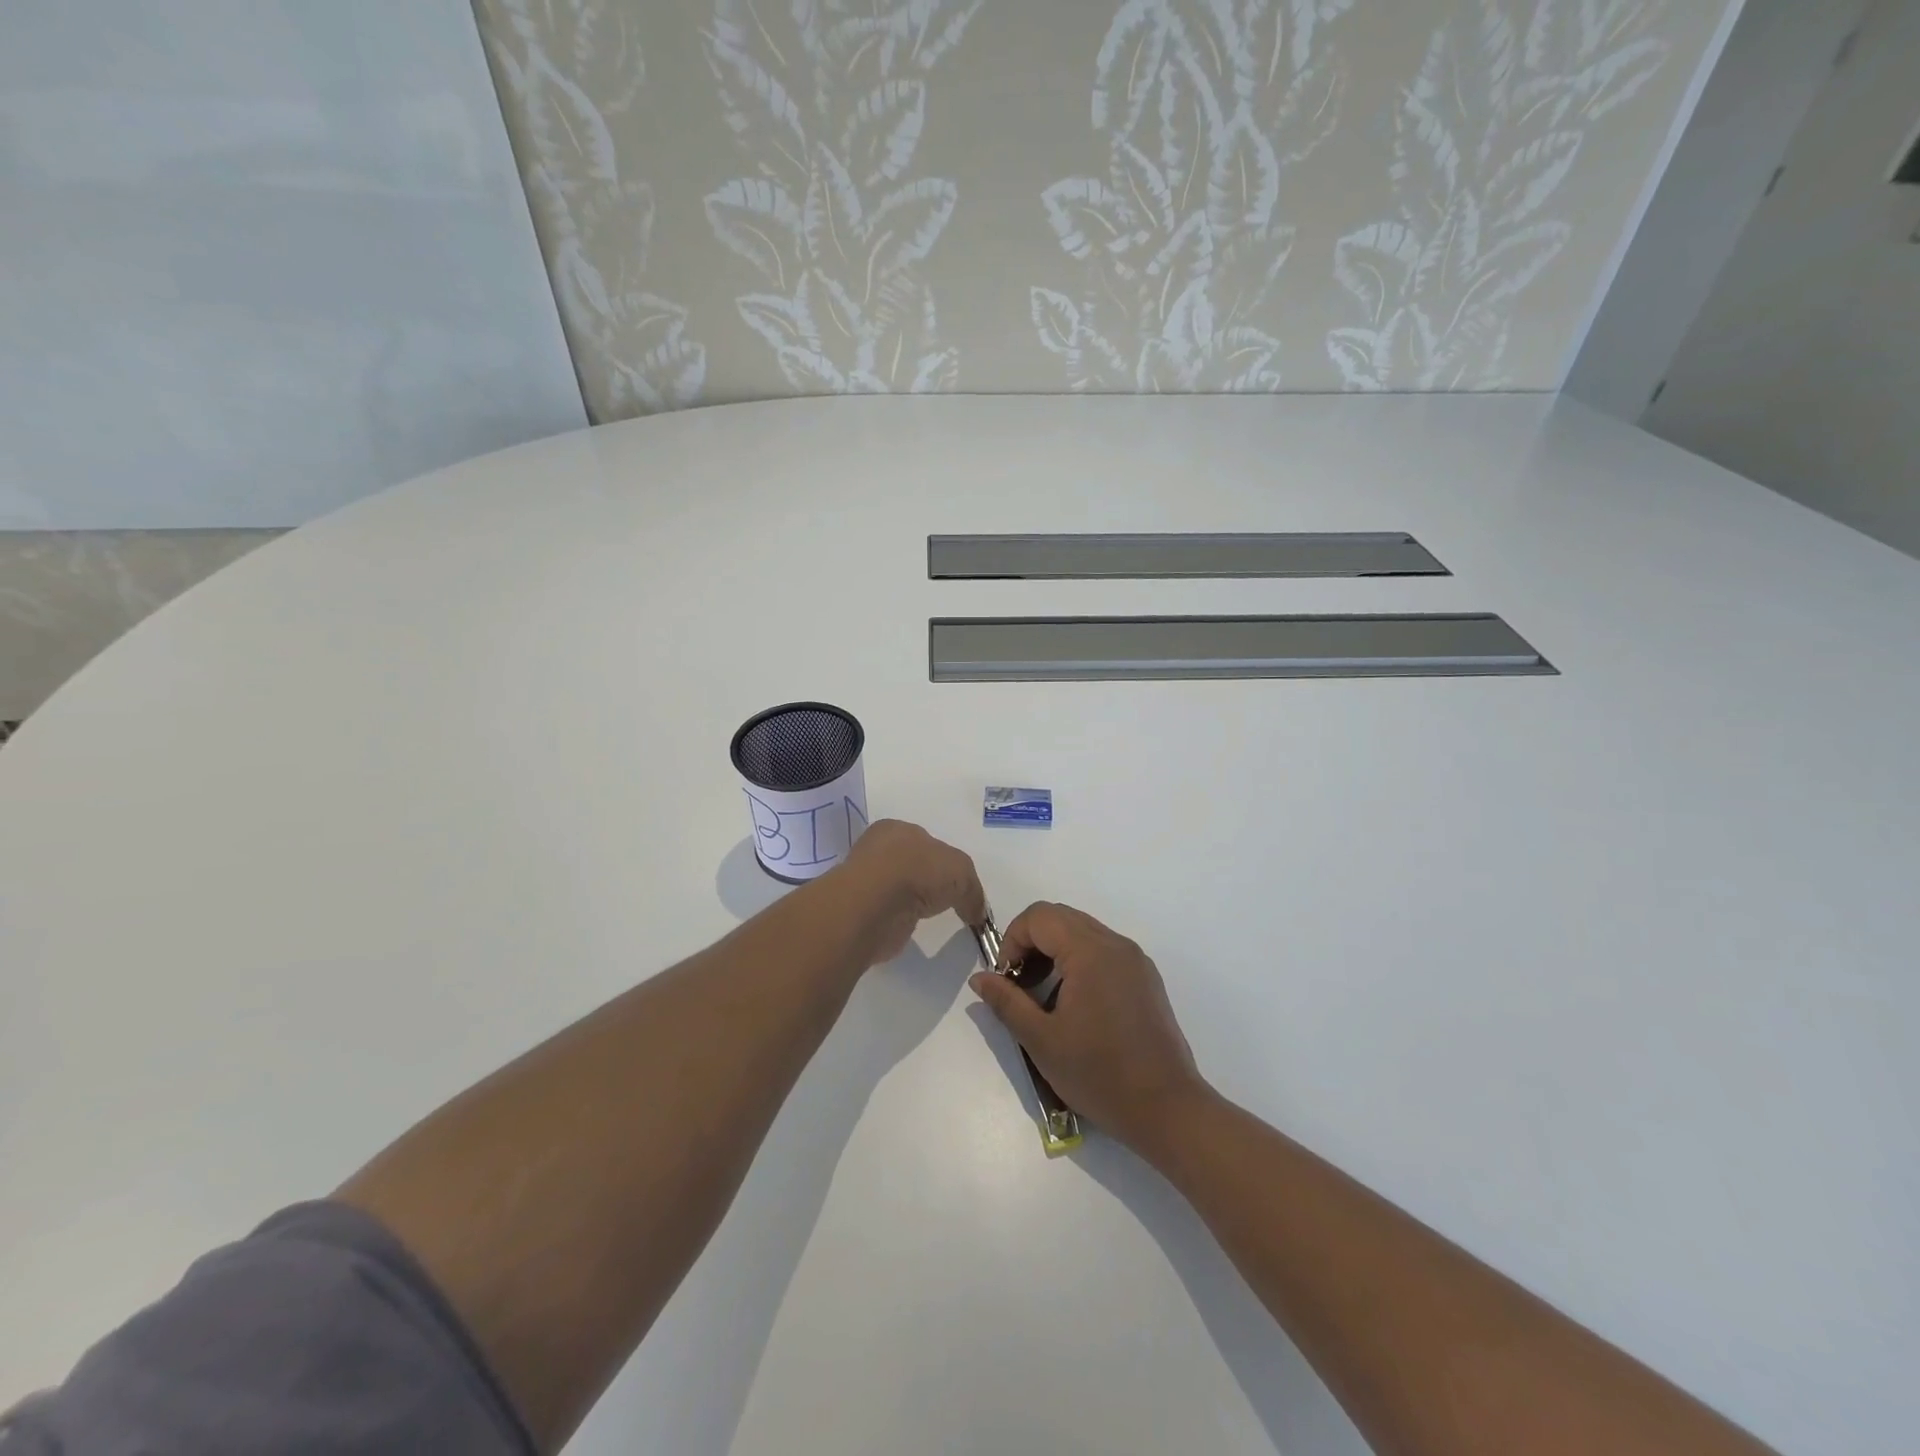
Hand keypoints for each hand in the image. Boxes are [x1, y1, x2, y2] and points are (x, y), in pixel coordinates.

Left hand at [837, 820, 987, 963]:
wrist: (875, 904)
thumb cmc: (918, 871)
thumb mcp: (961, 871)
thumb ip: (972, 890)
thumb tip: (977, 912)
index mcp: (896, 829)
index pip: (924, 841)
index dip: (943, 860)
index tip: (956, 883)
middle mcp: (877, 849)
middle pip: (910, 863)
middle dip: (926, 880)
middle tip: (944, 900)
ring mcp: (866, 880)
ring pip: (896, 887)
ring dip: (910, 900)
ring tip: (927, 916)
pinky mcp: (860, 910)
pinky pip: (886, 912)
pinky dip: (898, 918)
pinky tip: (908, 925)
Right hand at [970, 902, 1207, 1150]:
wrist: (1168, 1110)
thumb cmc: (1100, 1075)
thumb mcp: (1041, 1041)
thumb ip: (1006, 1002)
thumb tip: (980, 978)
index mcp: (1090, 951)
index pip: (1039, 916)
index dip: (1013, 940)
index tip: (1006, 981)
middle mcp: (1116, 944)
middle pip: (1061, 918)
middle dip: (1031, 944)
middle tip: (1020, 986)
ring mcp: (1135, 960)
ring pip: (1083, 933)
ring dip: (1054, 953)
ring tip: (1044, 998)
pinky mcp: (1146, 979)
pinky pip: (1104, 951)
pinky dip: (1079, 963)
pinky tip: (1075, 1006)